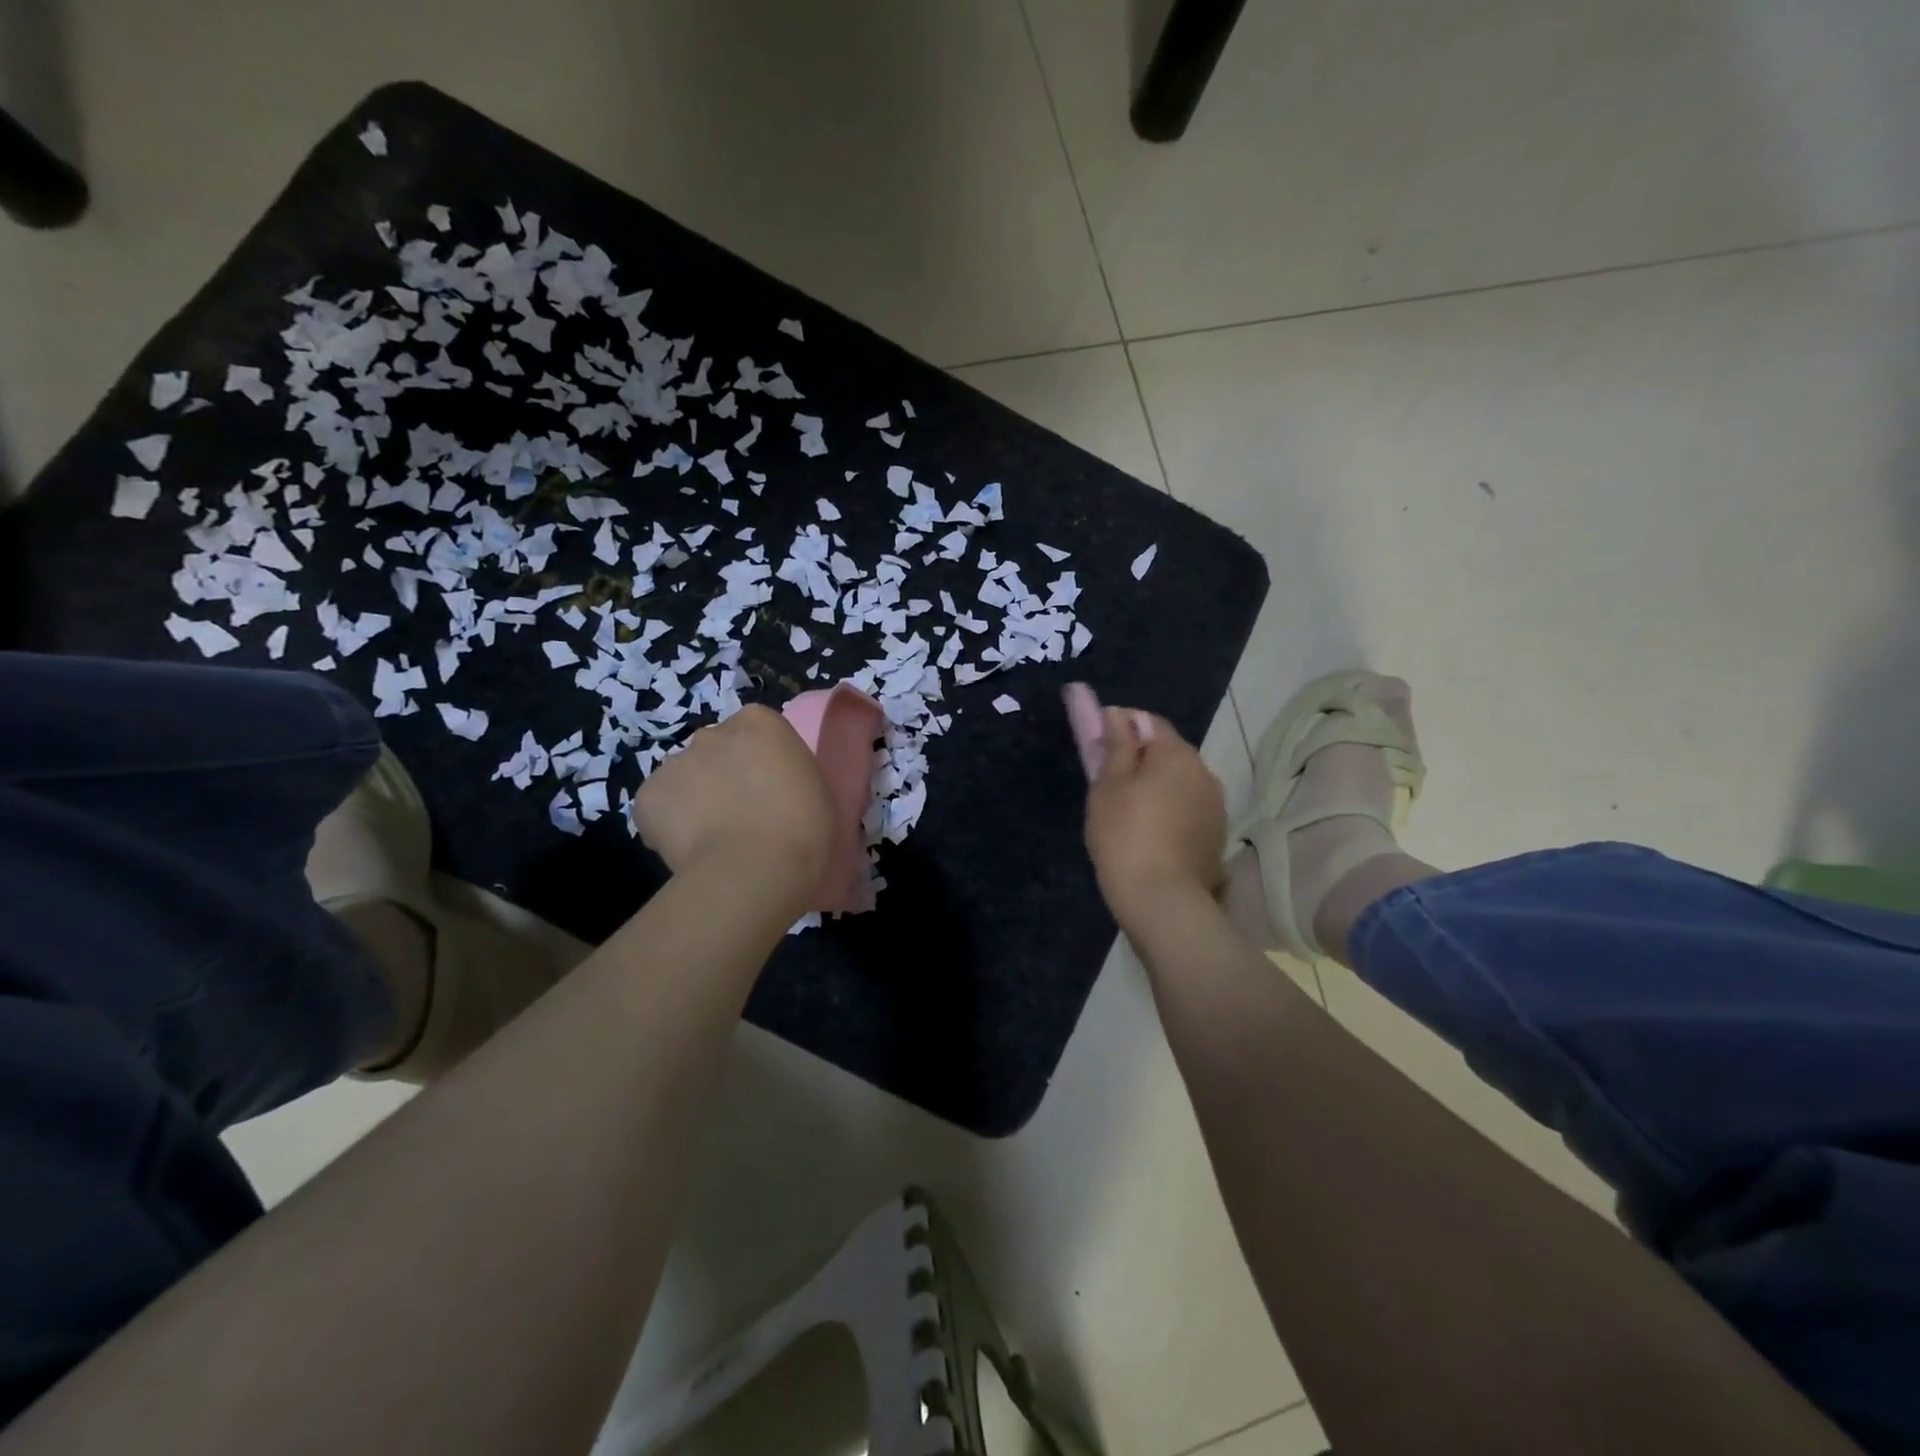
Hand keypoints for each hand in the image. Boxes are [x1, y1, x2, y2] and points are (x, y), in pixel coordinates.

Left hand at [633, 706, 834, 907]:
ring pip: (683, 777)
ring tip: (711, 838)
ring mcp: (675, 762)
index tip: (768, 789)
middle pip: (715, 750)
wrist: (756, 869)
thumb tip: (771, 788)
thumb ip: (787, 773)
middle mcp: (713, 732)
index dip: (759, 761)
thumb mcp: (814, 787)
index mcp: (760, 722)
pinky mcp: (647, 795)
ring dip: (694, 798)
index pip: (754, 730)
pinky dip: (667, 825)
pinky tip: (689, 850)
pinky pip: (657, 807)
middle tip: (740, 814)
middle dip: (722, 774)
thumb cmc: (803, 828)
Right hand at [1083, 705, 1226, 930]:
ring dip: (1154, 786)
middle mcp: (1204, 771)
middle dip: (1137, 758)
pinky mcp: (1215, 835)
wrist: (1163, 901)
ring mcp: (1214, 805)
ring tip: (1124, 812)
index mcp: (1177, 753)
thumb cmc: (1125, 835)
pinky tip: (1148, 834)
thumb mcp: (1108, 784)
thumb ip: (1113, 743)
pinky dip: (1167, 810)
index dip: (1119, 725)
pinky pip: (1186, 808)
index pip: (1147, 720)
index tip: (1096, 746)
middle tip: (1105, 782)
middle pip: (1165, 751)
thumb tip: (1114, 710)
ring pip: (1177, 782)